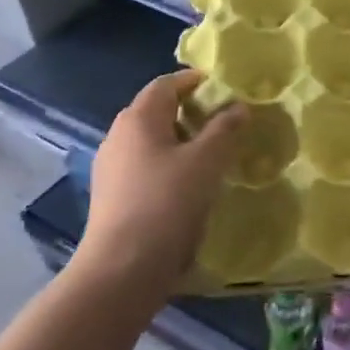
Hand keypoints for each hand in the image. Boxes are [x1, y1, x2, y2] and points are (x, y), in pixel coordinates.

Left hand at [73, 70, 246, 292]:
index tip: (224, 89)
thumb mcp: (207, 161)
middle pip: (156, 110)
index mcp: (138, 119)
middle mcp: (118, 136)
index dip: (195, 81)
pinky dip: (168, 163)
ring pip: (151, 140)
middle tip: (224, 121)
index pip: (166, 84)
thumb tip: (238, 106)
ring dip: (180, 139)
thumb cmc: (167, 202)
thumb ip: (224, 128)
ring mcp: (111, 167)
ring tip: (212, 153)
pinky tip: (189, 183)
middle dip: (190, 111)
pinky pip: (145, 165)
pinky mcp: (112, 196)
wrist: (123, 268)